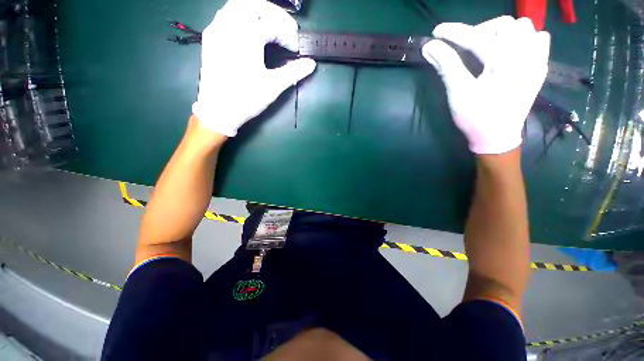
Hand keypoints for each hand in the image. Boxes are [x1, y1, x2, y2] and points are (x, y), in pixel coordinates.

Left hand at [192, 0, 316, 136]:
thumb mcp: (273, 86)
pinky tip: (250, 30)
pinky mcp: (210, 37)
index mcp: (247, 37)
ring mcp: (217, 29)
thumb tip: (311, 64)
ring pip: (238, 5)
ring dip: (258, 11)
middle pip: (255, 4)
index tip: (296, 49)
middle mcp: (230, 25)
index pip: (273, 24)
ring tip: (271, 26)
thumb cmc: (246, 99)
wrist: (218, 111)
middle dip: (275, 14)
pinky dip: (242, 16)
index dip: (289, 35)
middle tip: (287, 29)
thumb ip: (293, 72)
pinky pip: (226, 14)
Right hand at [421, 16, 549, 153]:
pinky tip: (511, 51)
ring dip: (503, 32)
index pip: (476, 37)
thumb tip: (430, 47)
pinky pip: (539, 39)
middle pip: (504, 25)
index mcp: (503, 63)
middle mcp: (525, 56)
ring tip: (488, 47)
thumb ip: (446, 66)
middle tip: (465, 46)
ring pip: (525, 27)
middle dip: (480, 31)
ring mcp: (536, 61)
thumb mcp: (458, 93)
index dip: (454, 32)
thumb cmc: (475, 118)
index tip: (437, 32)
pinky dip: (524, 38)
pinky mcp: (539, 67)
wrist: (497, 137)